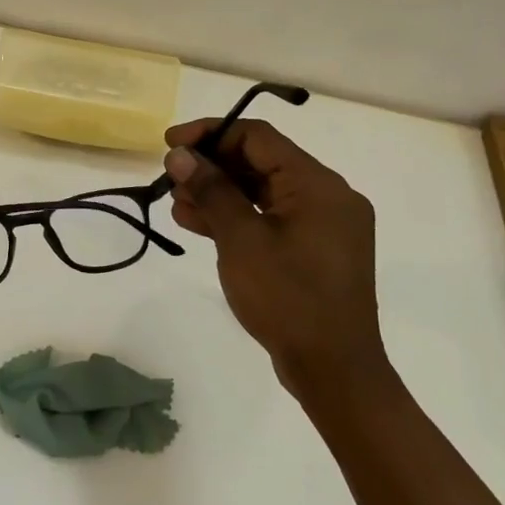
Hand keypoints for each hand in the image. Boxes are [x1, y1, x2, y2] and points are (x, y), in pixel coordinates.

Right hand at [163, 118, 387, 409]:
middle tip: (170, 178)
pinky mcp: (314, 251)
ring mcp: (322, 226)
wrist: (335, 371)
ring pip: (262, 192)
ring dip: (219, 193)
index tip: (170, 144)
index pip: (258, 137)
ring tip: (177, 205)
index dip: (210, 133)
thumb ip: (211, 190)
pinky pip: (271, 219)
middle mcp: (327, 196)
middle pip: (260, 162)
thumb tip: (180, 154)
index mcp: (318, 185)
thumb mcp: (241, 239)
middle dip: (211, 167)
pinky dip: (237, 218)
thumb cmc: (288, 298)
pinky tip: (198, 225)